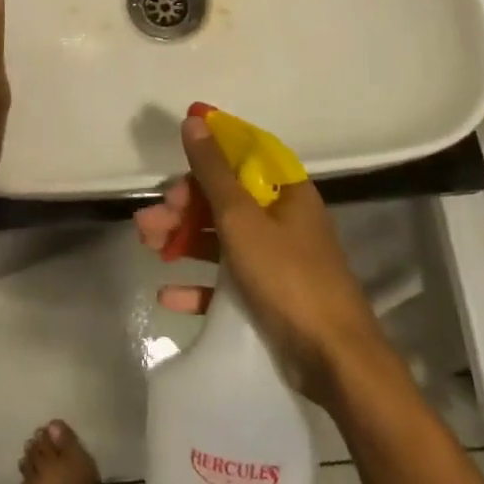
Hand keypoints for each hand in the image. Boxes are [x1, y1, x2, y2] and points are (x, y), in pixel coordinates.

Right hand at [135, 113, 389, 408]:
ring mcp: (276, 260)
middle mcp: (282, 219)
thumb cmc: (288, 277)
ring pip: (221, 238)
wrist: (335, 363)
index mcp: (285, 191)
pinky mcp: (269, 298)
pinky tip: (167, 294)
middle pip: (224, 199)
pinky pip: (227, 283)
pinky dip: (199, 285)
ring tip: (148, 246)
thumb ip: (213, 171)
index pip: (243, 155)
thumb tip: (194, 120)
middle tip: (149, 220)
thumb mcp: (242, 219)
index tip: (174, 151)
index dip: (210, 148)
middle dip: (183, 205)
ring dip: (183, 239)